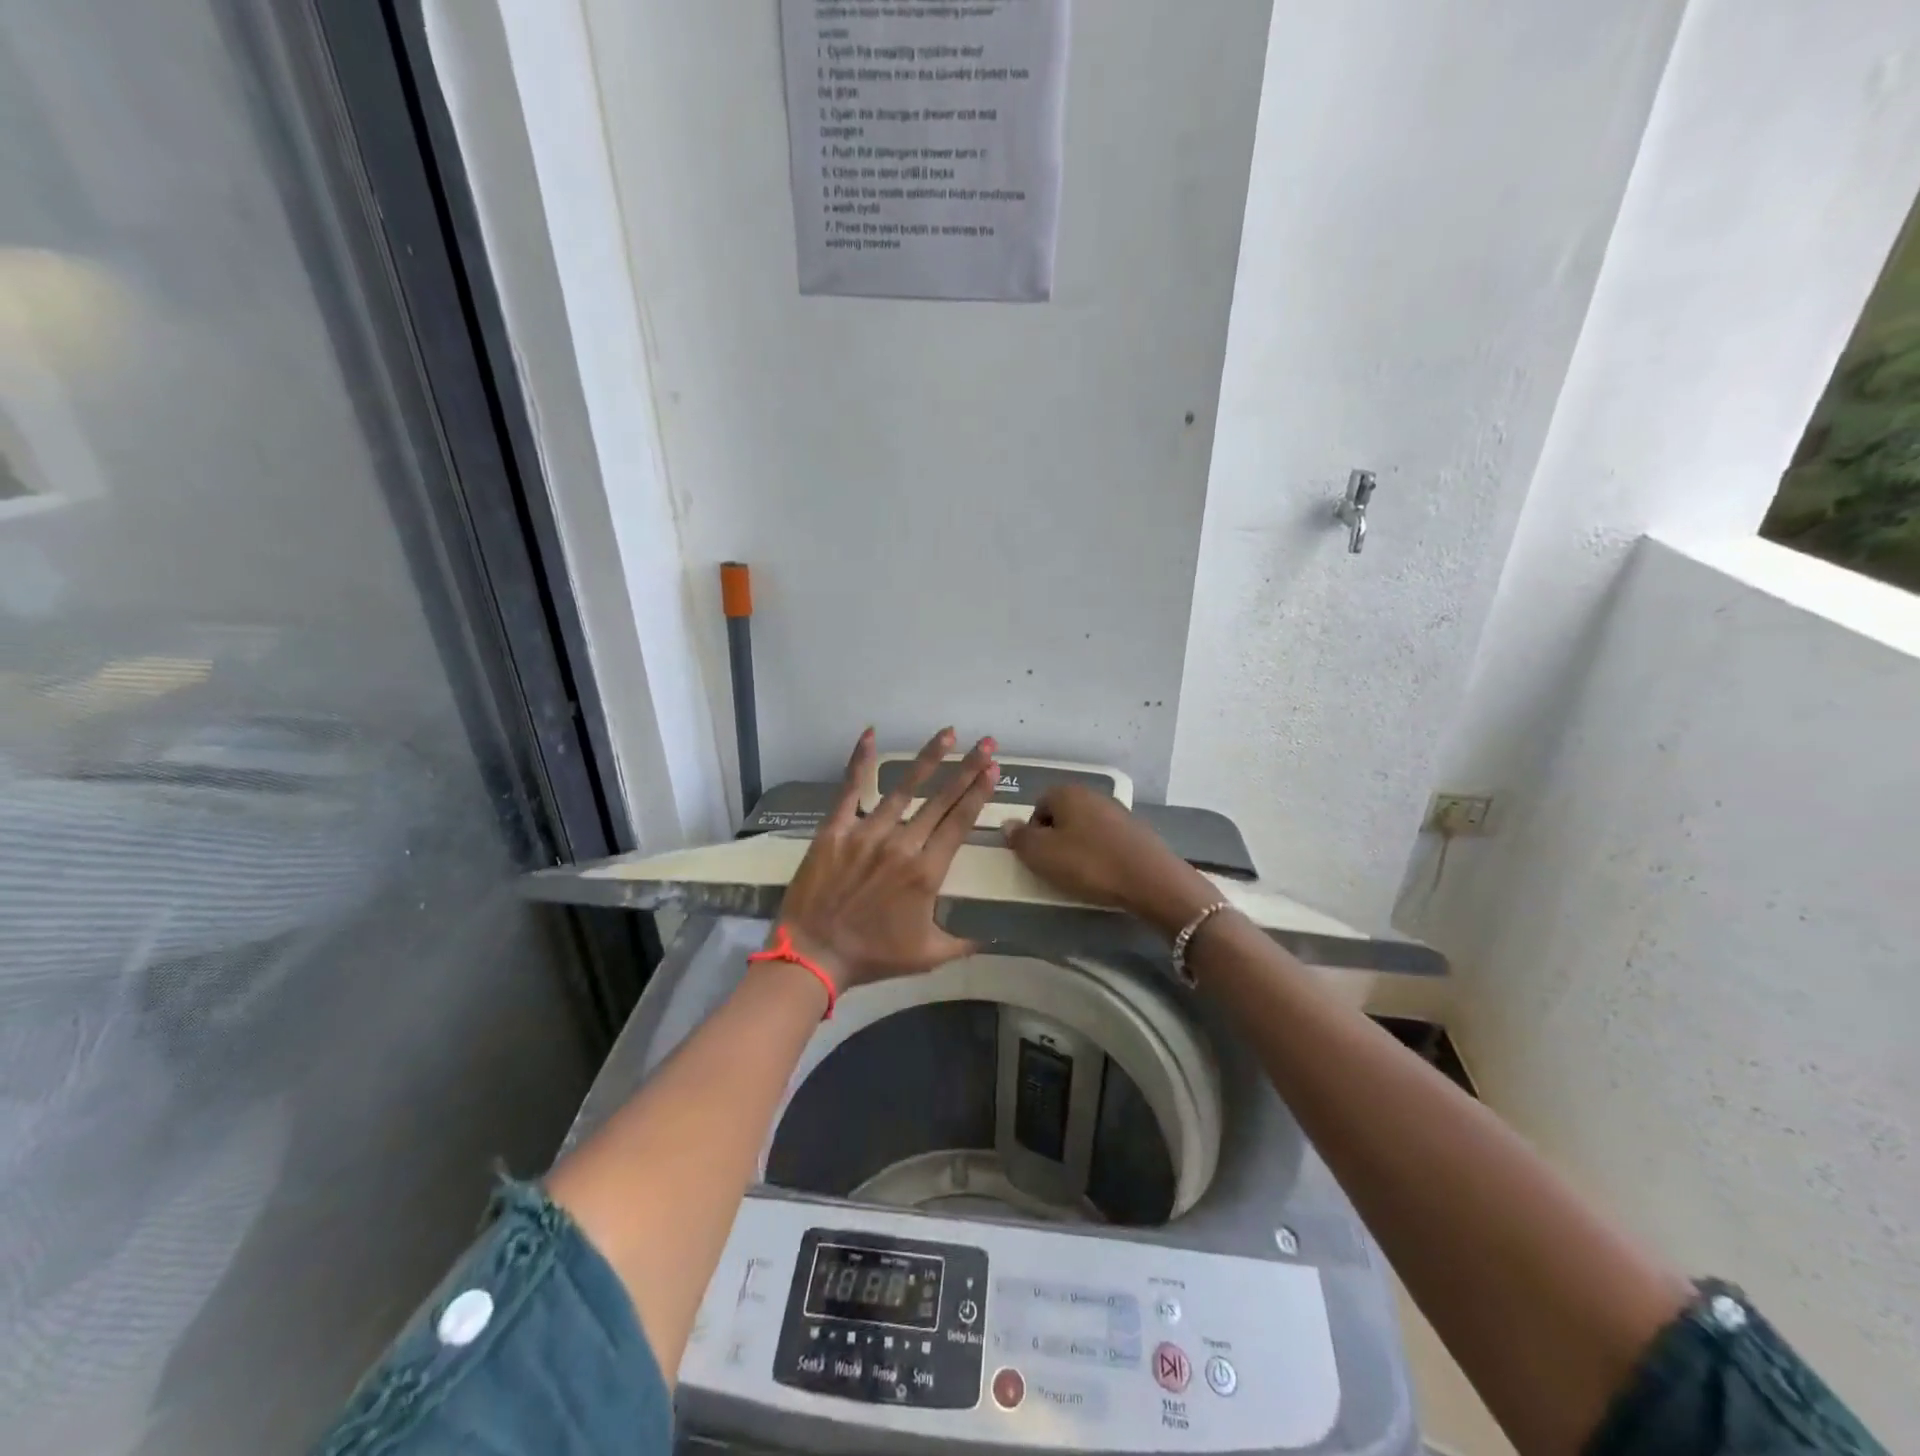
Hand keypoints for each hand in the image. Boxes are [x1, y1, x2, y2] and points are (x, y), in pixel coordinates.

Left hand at [773, 727, 998, 990]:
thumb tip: (994, 937)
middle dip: (968, 769)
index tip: (993, 770)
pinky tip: (871, 733)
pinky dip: (860, 760)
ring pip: (904, 788)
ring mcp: (867, 833)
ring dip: (928, 759)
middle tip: (988, 743)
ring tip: (948, 734)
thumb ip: (964, 943)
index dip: (978, 794)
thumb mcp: (927, 956)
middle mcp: (902, 844)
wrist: (813, 955)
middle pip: (941, 800)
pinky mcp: (835, 830)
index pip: (959, 823)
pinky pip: (851, 789)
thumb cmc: (873, 956)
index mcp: (927, 872)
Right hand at [1001, 784, 1218, 937]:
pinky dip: (1100, 854)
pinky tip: (1104, 874)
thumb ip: (1020, 838)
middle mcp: (1092, 794)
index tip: (1036, 857)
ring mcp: (1118, 811)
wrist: (1150, 879)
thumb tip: (1008, 824)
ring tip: (1080, 874)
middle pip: (1062, 815)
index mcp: (1067, 793)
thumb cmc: (1088, 863)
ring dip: (1078, 847)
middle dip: (1055, 839)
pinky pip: (1106, 840)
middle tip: (1054, 867)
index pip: (1038, 805)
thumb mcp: (1041, 855)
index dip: (1032, 832)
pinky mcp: (1136, 831)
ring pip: (1085, 827)